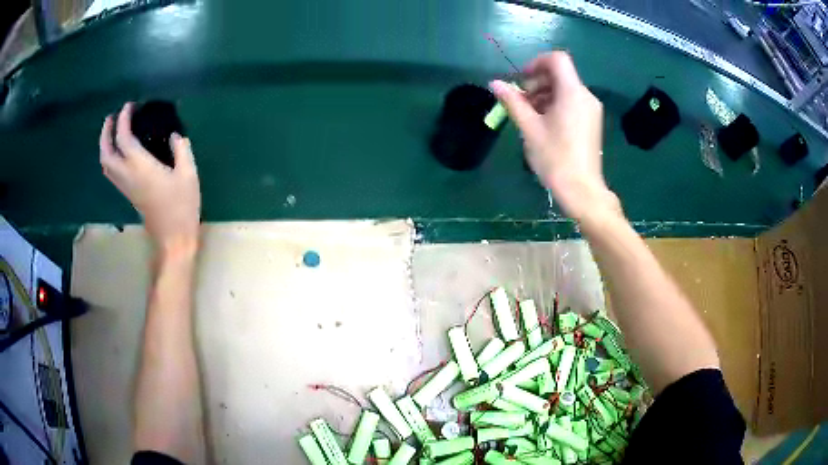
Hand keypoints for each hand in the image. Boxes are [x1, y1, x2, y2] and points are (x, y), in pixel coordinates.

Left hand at [99, 103, 200, 250]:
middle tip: (112, 117)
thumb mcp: (188, 174)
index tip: (130, 105)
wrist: (173, 238)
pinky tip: (119, 151)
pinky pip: (111, 171)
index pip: (124, 138)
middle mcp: (127, 175)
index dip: (124, 119)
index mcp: (140, 167)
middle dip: (106, 132)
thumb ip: (181, 150)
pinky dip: (110, 157)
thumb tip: (174, 135)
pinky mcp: (128, 193)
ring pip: (106, 164)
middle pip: (106, 152)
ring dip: (105, 145)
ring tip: (112, 131)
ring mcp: (125, 186)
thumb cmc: (182, 206)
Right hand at [490, 52, 619, 223]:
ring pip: (565, 89)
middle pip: (560, 75)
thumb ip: (513, 101)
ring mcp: (591, 110)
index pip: (557, 59)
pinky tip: (544, 124)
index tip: (522, 80)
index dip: (536, 63)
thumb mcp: (529, 128)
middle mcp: (586, 96)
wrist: (582, 190)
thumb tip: (494, 83)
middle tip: (521, 102)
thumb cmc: (555, 158)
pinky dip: (556, 105)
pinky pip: (572, 103)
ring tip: (529, 115)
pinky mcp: (592, 122)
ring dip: (544, 95)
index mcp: (572, 93)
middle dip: (537, 82)